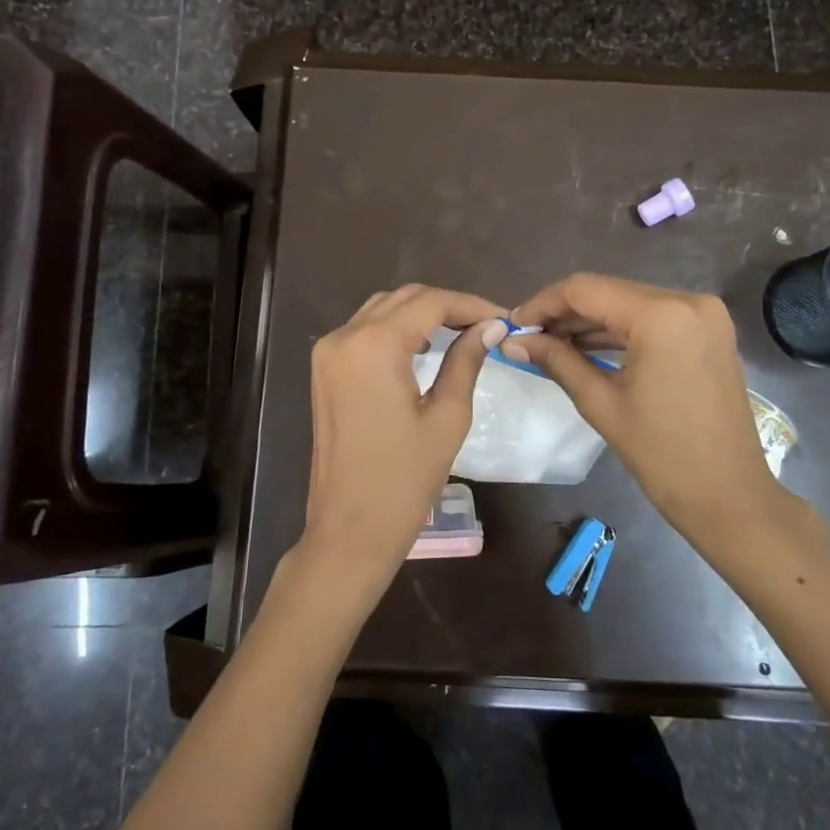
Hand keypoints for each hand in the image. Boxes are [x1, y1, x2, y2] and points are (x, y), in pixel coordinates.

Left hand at [296, 284, 507, 600]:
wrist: (349, 531)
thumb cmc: (404, 481)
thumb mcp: (446, 417)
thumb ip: (466, 361)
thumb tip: (491, 327)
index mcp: (374, 345)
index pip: (430, 303)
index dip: (471, 305)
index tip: (504, 319)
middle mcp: (344, 337)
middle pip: (404, 299)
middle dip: (448, 306)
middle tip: (487, 326)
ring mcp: (328, 352)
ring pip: (382, 310)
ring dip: (422, 313)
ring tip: (462, 332)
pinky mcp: (324, 369)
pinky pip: (364, 331)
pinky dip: (396, 329)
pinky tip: (425, 346)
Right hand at [507, 274, 822, 549]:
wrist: (730, 496)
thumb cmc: (662, 455)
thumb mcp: (601, 403)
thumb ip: (556, 360)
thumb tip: (512, 342)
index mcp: (661, 316)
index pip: (585, 290)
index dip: (543, 304)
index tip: (514, 325)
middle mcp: (687, 300)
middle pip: (608, 291)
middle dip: (565, 311)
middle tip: (528, 337)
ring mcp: (704, 313)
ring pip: (629, 301)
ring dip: (591, 319)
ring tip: (551, 342)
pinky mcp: (709, 329)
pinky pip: (653, 316)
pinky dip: (620, 328)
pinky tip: (588, 345)